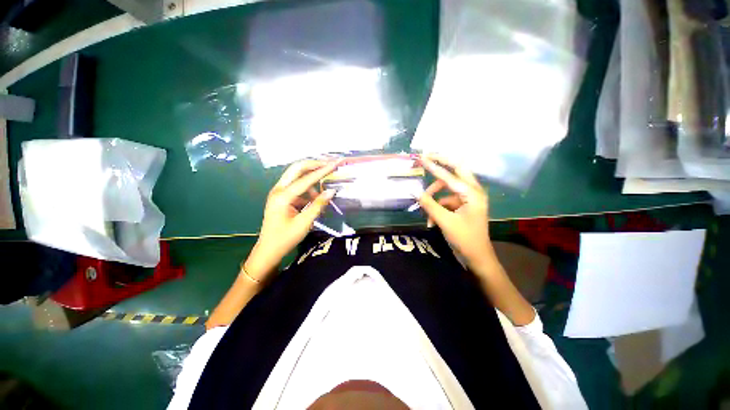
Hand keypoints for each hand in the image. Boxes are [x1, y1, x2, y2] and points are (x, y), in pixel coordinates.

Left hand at [245, 159, 339, 280]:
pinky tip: (315, 200)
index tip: (335, 163)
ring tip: (324, 191)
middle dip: (314, 165)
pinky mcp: (282, 197)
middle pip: (297, 169)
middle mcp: (279, 189)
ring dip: (312, 179)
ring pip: (297, 176)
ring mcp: (279, 192)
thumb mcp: (304, 223)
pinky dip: (308, 189)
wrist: (269, 250)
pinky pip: (297, 187)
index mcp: (283, 196)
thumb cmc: (285, 238)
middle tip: (330, 164)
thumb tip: (331, 191)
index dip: (323, 170)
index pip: (306, 179)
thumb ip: (318, 205)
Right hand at [418, 154, 493, 267]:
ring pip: (447, 189)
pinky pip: (447, 201)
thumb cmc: (465, 239)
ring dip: (434, 199)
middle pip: (455, 172)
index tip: (422, 157)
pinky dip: (438, 209)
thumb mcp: (445, 221)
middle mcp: (472, 192)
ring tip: (427, 215)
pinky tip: (432, 222)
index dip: (434, 167)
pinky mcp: (463, 205)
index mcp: (472, 194)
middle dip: (441, 165)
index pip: (449, 176)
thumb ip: (429, 205)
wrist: (477, 257)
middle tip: (427, 159)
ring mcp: (468, 198)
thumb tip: (415, 192)